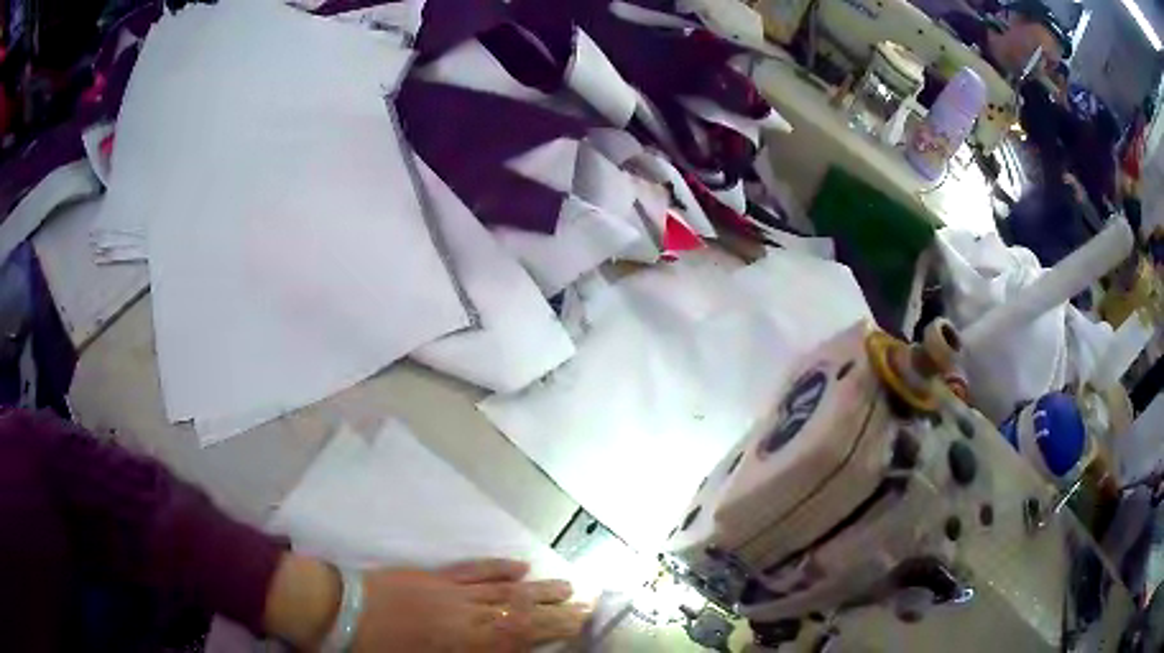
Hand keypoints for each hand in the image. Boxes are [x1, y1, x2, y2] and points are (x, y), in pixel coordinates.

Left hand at [264, 554, 588, 651]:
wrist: (334, 609)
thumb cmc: (375, 650)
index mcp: (463, 643)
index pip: (519, 636)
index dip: (552, 630)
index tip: (579, 623)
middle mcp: (465, 614)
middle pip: (518, 611)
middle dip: (554, 609)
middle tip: (586, 604)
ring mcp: (450, 590)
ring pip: (502, 589)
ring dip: (536, 588)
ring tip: (565, 585)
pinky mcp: (433, 575)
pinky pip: (473, 570)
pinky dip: (498, 568)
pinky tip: (518, 566)